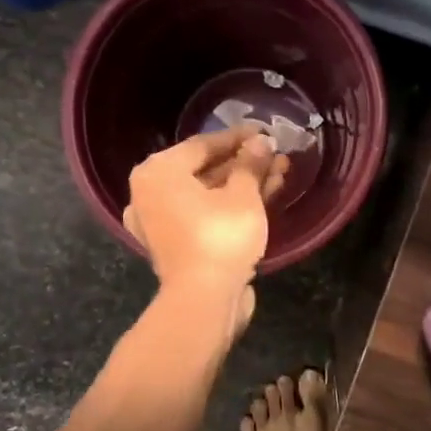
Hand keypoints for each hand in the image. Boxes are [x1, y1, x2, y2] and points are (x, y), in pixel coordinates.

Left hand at [123, 126, 287, 324]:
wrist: (204, 299)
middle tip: (276, 156)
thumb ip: (251, 164)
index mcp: (158, 172)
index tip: (266, 131)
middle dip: (245, 164)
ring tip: (280, 174)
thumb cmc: (220, 236)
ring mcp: (160, 222)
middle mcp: (151, 193)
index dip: (239, 138)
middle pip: (205, 170)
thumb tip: (261, 141)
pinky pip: (204, 215)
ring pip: (208, 195)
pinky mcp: (176, 245)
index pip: (203, 144)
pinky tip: (264, 198)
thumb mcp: (243, 195)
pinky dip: (230, 207)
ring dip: (243, 185)